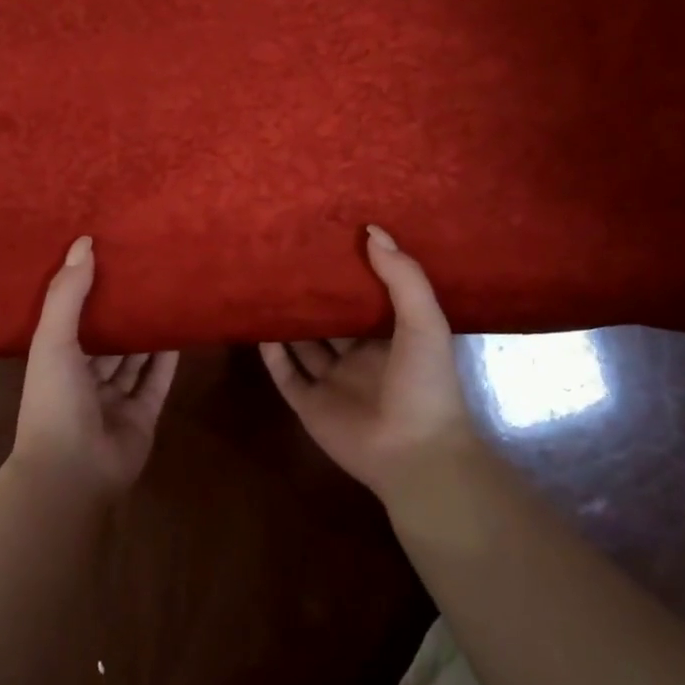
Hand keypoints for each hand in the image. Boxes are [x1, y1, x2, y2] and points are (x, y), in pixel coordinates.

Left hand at [13, 235, 177, 500]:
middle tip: (145, 271)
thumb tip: (84, 242)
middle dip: (122, 310)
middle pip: (107, 338)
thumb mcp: (53, 340)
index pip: (72, 317)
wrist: (73, 471)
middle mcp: (84, 377)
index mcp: (57, 360)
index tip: (107, 256)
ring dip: (146, 332)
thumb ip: (68, 293)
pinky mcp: (142, 415)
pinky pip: (157, 381)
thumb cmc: (55, 400)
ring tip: (166, 294)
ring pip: (133, 359)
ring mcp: (114, 399)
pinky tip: (180, 331)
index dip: (87, 289)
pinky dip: (167, 359)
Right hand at [260, 225, 477, 500]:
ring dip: (288, 320)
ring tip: (264, 286)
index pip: (365, 299)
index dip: (349, 273)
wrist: (415, 454)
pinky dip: (273, 354)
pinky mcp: (309, 405)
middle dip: (312, 295)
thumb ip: (402, 277)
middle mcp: (359, 358)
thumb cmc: (425, 384)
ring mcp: (332, 383)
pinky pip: (286, 374)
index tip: (327, 239)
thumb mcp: (424, 322)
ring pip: (304, 345)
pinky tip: (259, 327)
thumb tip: (372, 230)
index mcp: (390, 339)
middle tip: (286, 259)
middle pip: (329, 321)